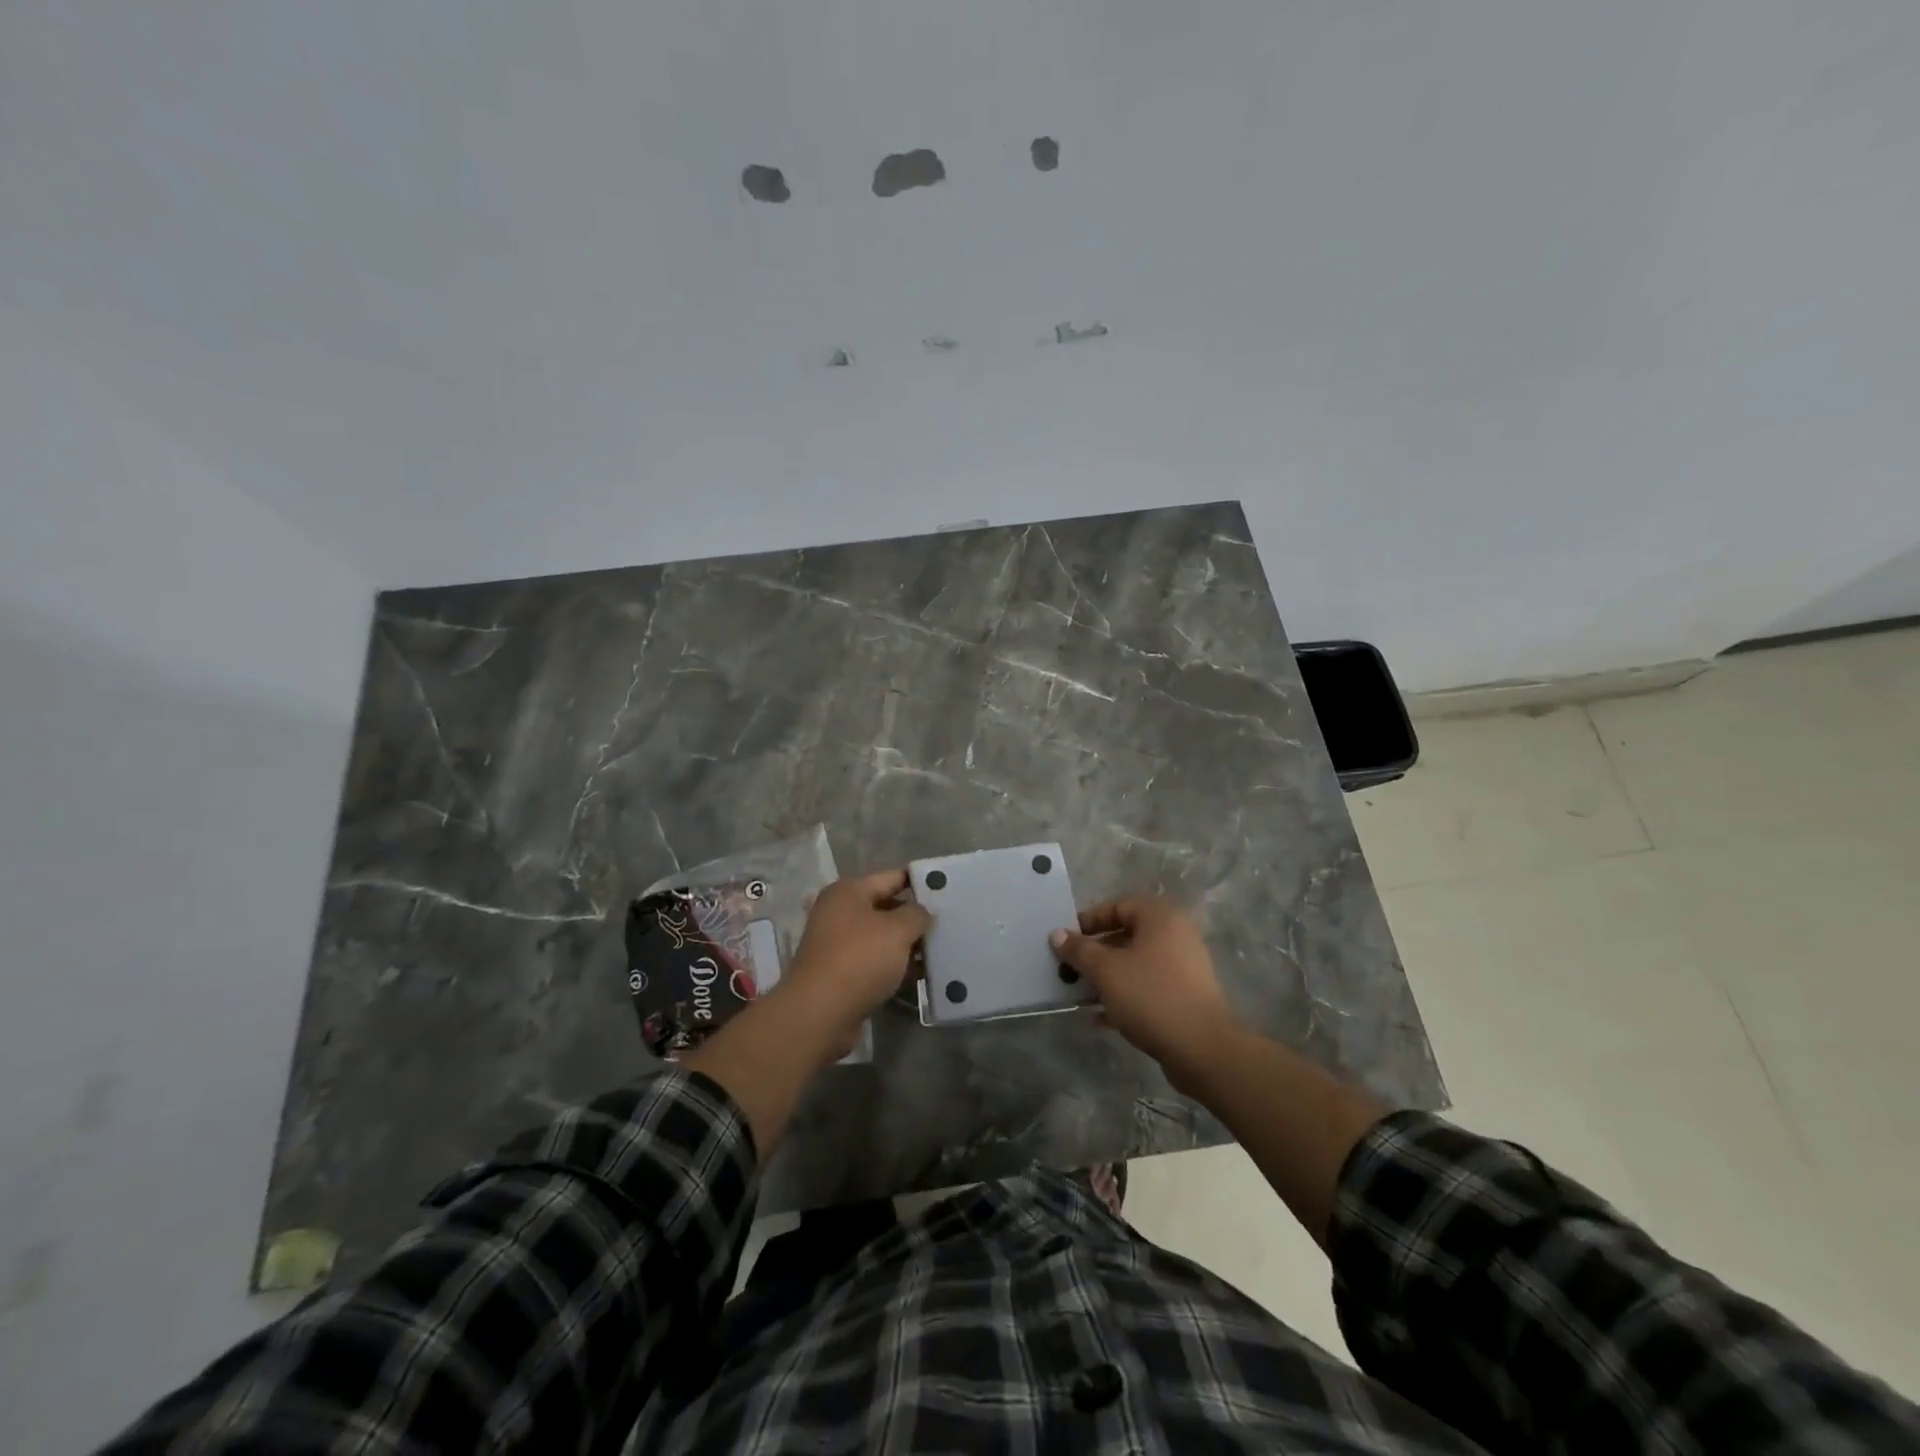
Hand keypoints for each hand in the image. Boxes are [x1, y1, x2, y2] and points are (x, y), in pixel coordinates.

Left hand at [778, 868, 931, 1056]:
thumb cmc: (859, 959)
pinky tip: (921, 976)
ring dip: (908, 946)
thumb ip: (917, 914)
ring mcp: (838, 945)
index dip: (919, 882)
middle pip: (887, 908)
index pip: (892, 878)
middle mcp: (839, 913)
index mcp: (848, 892)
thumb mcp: (897, 930)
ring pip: (882, 939)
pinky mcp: (841, 974)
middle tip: (949, 924)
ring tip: (941, 951)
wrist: (820, 1014)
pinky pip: (876, 963)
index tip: (947, 889)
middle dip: (915, 918)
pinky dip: (895, 967)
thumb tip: (922, 913)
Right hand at [1051, 896, 1239, 1089]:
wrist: (1202, 1050)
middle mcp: (1176, 935)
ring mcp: (1184, 967)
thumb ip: (1079, 950)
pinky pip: (1148, 987)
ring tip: (1081, 995)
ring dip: (1107, 977)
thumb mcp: (1106, 971)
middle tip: (1071, 968)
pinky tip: (1100, 1019)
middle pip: (1126, 935)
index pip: (1118, 905)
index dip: (1090, 920)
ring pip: (1135, 964)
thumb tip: (1057, 934)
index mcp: (1160, 918)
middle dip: (1095, 952)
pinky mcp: (1185, 996)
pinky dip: (1125, 996)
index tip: (1067, 940)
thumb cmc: (1151, 997)